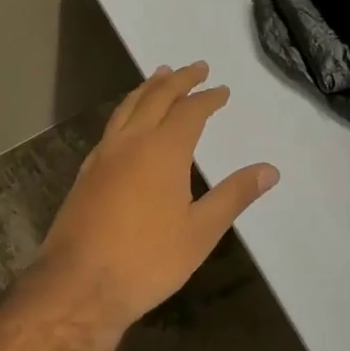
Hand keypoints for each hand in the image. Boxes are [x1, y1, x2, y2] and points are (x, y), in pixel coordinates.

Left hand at [38, 62, 279, 329]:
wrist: (79, 284)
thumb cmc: (148, 259)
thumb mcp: (200, 231)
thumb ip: (234, 195)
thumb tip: (270, 169)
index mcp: (163, 150)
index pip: (189, 111)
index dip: (208, 98)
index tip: (222, 90)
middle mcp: (131, 141)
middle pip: (156, 97)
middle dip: (178, 79)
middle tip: (196, 66)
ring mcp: (103, 154)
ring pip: (128, 106)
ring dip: (148, 87)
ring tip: (160, 75)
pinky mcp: (86, 172)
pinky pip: (112, 126)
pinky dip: (127, 110)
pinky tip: (128, 122)